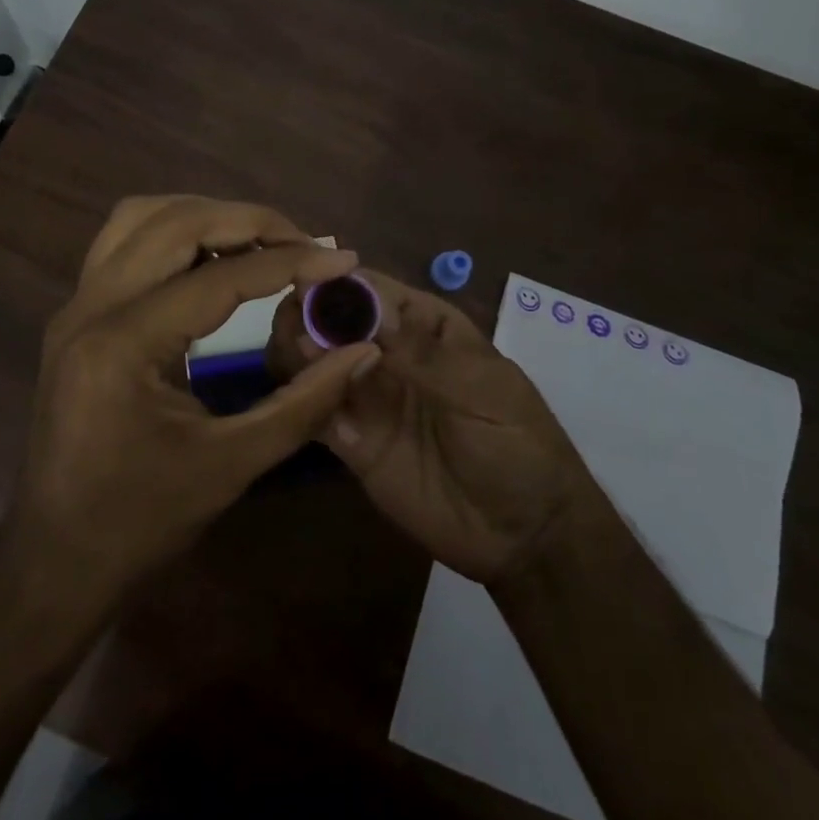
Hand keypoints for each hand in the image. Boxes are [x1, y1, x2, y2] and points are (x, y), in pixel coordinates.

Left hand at [1, 196, 378, 600]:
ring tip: (260, 241)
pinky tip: (211, 259)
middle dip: (248, 221)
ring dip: (205, 216)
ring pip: (141, 217)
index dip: (290, 263)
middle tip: (304, 242)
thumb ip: (305, 403)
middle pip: (175, 223)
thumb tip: (363, 352)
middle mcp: (90, 308)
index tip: (343, 259)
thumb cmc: (141, 523)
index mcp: (123, 346)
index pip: (220, 279)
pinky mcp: (75, 313)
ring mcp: (75, 305)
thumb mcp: (232, 466)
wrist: (54, 560)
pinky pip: (124, 242)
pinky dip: (174, 233)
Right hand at [270, 270, 601, 583]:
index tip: (305, 286)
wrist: (525, 536)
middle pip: (334, 321)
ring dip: (297, 352)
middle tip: (293, 327)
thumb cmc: (518, 444)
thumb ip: (421, 353)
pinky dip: (301, 399)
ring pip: (317, 361)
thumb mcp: (482, 390)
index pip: (372, 291)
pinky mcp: (352, 442)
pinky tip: (297, 398)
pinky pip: (316, 411)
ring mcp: (368, 397)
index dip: (338, 284)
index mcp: (424, 326)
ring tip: (293, 359)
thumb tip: (363, 307)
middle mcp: (387, 352)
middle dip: (308, 316)